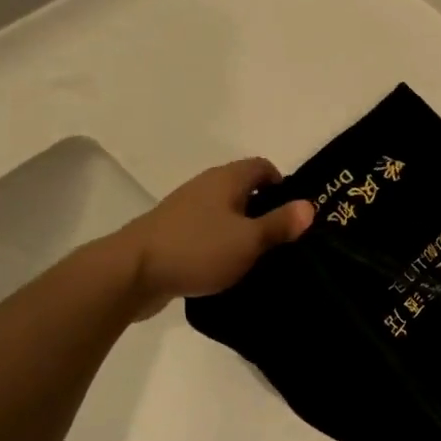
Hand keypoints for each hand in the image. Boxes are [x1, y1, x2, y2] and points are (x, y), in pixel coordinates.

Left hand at [118, 157, 310, 319]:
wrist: (130, 273)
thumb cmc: (197, 249)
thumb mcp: (249, 240)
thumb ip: (280, 224)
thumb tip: (309, 207)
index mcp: (226, 179)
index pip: (263, 167)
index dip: (283, 185)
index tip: (294, 214)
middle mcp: (205, 187)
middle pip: (244, 190)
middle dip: (265, 211)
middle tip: (284, 239)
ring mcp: (185, 210)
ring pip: (225, 213)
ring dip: (242, 231)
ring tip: (259, 258)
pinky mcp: (172, 234)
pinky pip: (206, 233)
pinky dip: (220, 245)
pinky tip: (228, 269)